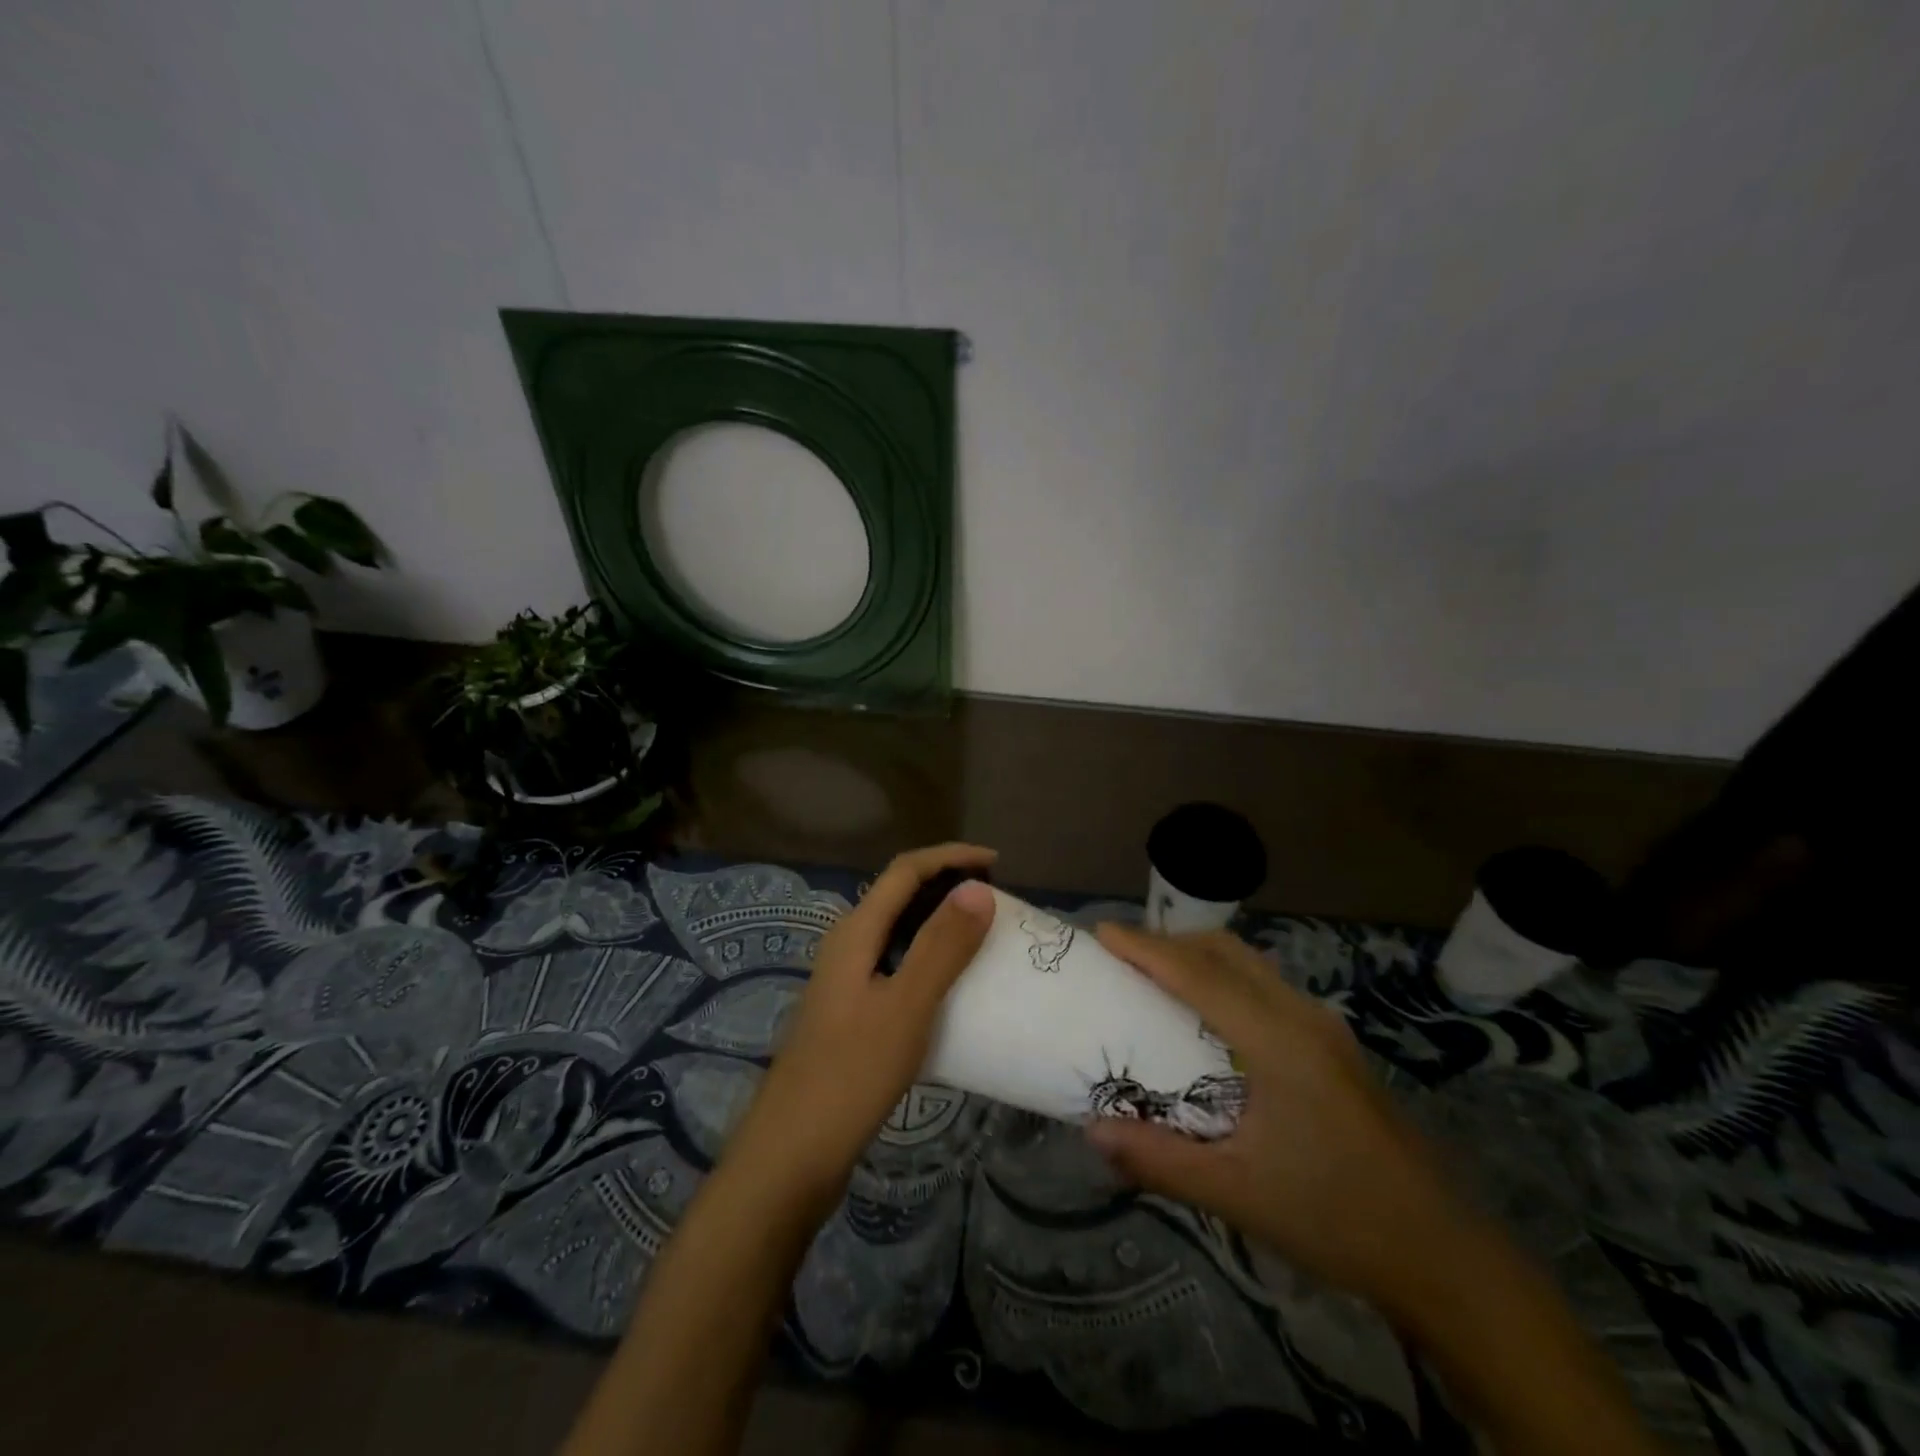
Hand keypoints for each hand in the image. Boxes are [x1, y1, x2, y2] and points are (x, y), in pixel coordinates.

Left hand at [722, 843, 996, 1214]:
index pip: (905, 870)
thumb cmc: (851, 1073)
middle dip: (947, 885)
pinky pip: (897, 965)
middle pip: (900, 895)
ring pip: (899, 931)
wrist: (792, 1153)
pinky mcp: (851, 1012)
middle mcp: (847, 945)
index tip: (996, 864)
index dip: (950, 857)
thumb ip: (942, 946)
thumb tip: (978, 888)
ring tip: (983, 935)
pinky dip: (930, 959)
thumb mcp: (906, 1006)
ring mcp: (846, 980)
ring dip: (940, 923)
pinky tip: (953, 986)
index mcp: (855, 932)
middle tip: (996, 899)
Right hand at [1085, 924, 1482, 1313]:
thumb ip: (1159, 1159)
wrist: (1443, 1255)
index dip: (1147, 948)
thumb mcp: (1237, 1194)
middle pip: (1226, 952)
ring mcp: (1324, 1028)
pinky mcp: (1333, 1045)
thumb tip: (1092, 1131)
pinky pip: (1265, 986)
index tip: (1101, 932)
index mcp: (1279, 1042)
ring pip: (1250, 964)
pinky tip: (1207, 1016)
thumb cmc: (1336, 1219)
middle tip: (1121, 956)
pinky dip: (1224, 977)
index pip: (1200, 975)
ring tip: (1154, 977)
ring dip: (1198, 957)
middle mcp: (1303, 1017)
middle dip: (1169, 942)